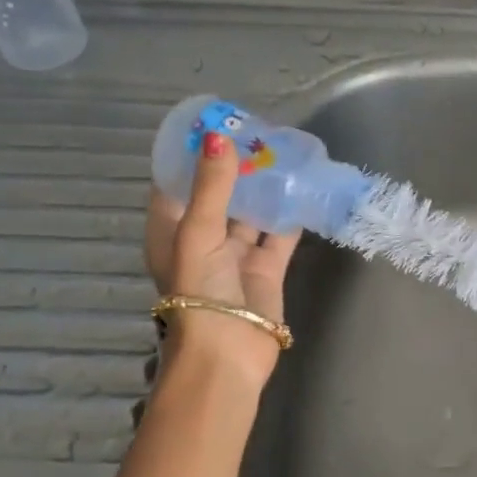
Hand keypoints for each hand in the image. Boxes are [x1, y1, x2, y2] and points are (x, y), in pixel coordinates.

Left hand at [143, 132, 299, 390]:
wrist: (228, 352)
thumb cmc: (199, 291)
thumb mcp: (198, 233)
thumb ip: (212, 186)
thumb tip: (218, 138)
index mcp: (172, 231)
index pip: (176, 183)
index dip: (192, 155)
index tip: (215, 125)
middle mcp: (202, 240)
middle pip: (218, 195)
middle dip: (235, 167)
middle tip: (258, 133)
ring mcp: (236, 255)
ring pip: (251, 213)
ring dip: (265, 188)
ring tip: (284, 152)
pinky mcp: (267, 269)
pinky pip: (279, 235)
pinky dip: (291, 214)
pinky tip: (305, 188)